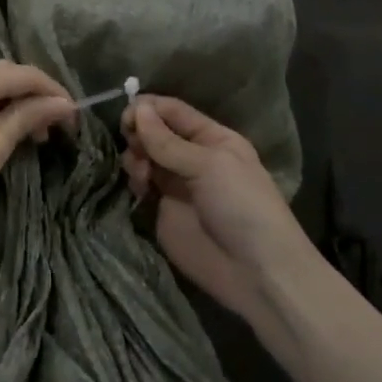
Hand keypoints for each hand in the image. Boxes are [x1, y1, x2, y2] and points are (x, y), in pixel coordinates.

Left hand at [0, 61, 74, 242]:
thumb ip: (29, 116)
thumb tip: (64, 103)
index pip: (27, 73)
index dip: (55, 93)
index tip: (76, 119)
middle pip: (8, 75)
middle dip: (35, 98)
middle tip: (55, 130)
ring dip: (15, 105)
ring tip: (33, 137)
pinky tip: (4, 132)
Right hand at [122, 95, 299, 324]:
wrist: (256, 272)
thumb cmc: (242, 207)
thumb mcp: (209, 165)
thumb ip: (167, 141)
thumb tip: (136, 108)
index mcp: (211, 139)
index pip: (172, 112)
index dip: (148, 109)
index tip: (125, 115)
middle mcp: (191, 158)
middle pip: (153, 133)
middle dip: (138, 135)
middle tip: (134, 147)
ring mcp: (175, 185)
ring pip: (142, 158)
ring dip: (135, 159)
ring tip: (141, 175)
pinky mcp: (160, 212)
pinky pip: (139, 188)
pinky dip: (133, 183)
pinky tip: (138, 190)